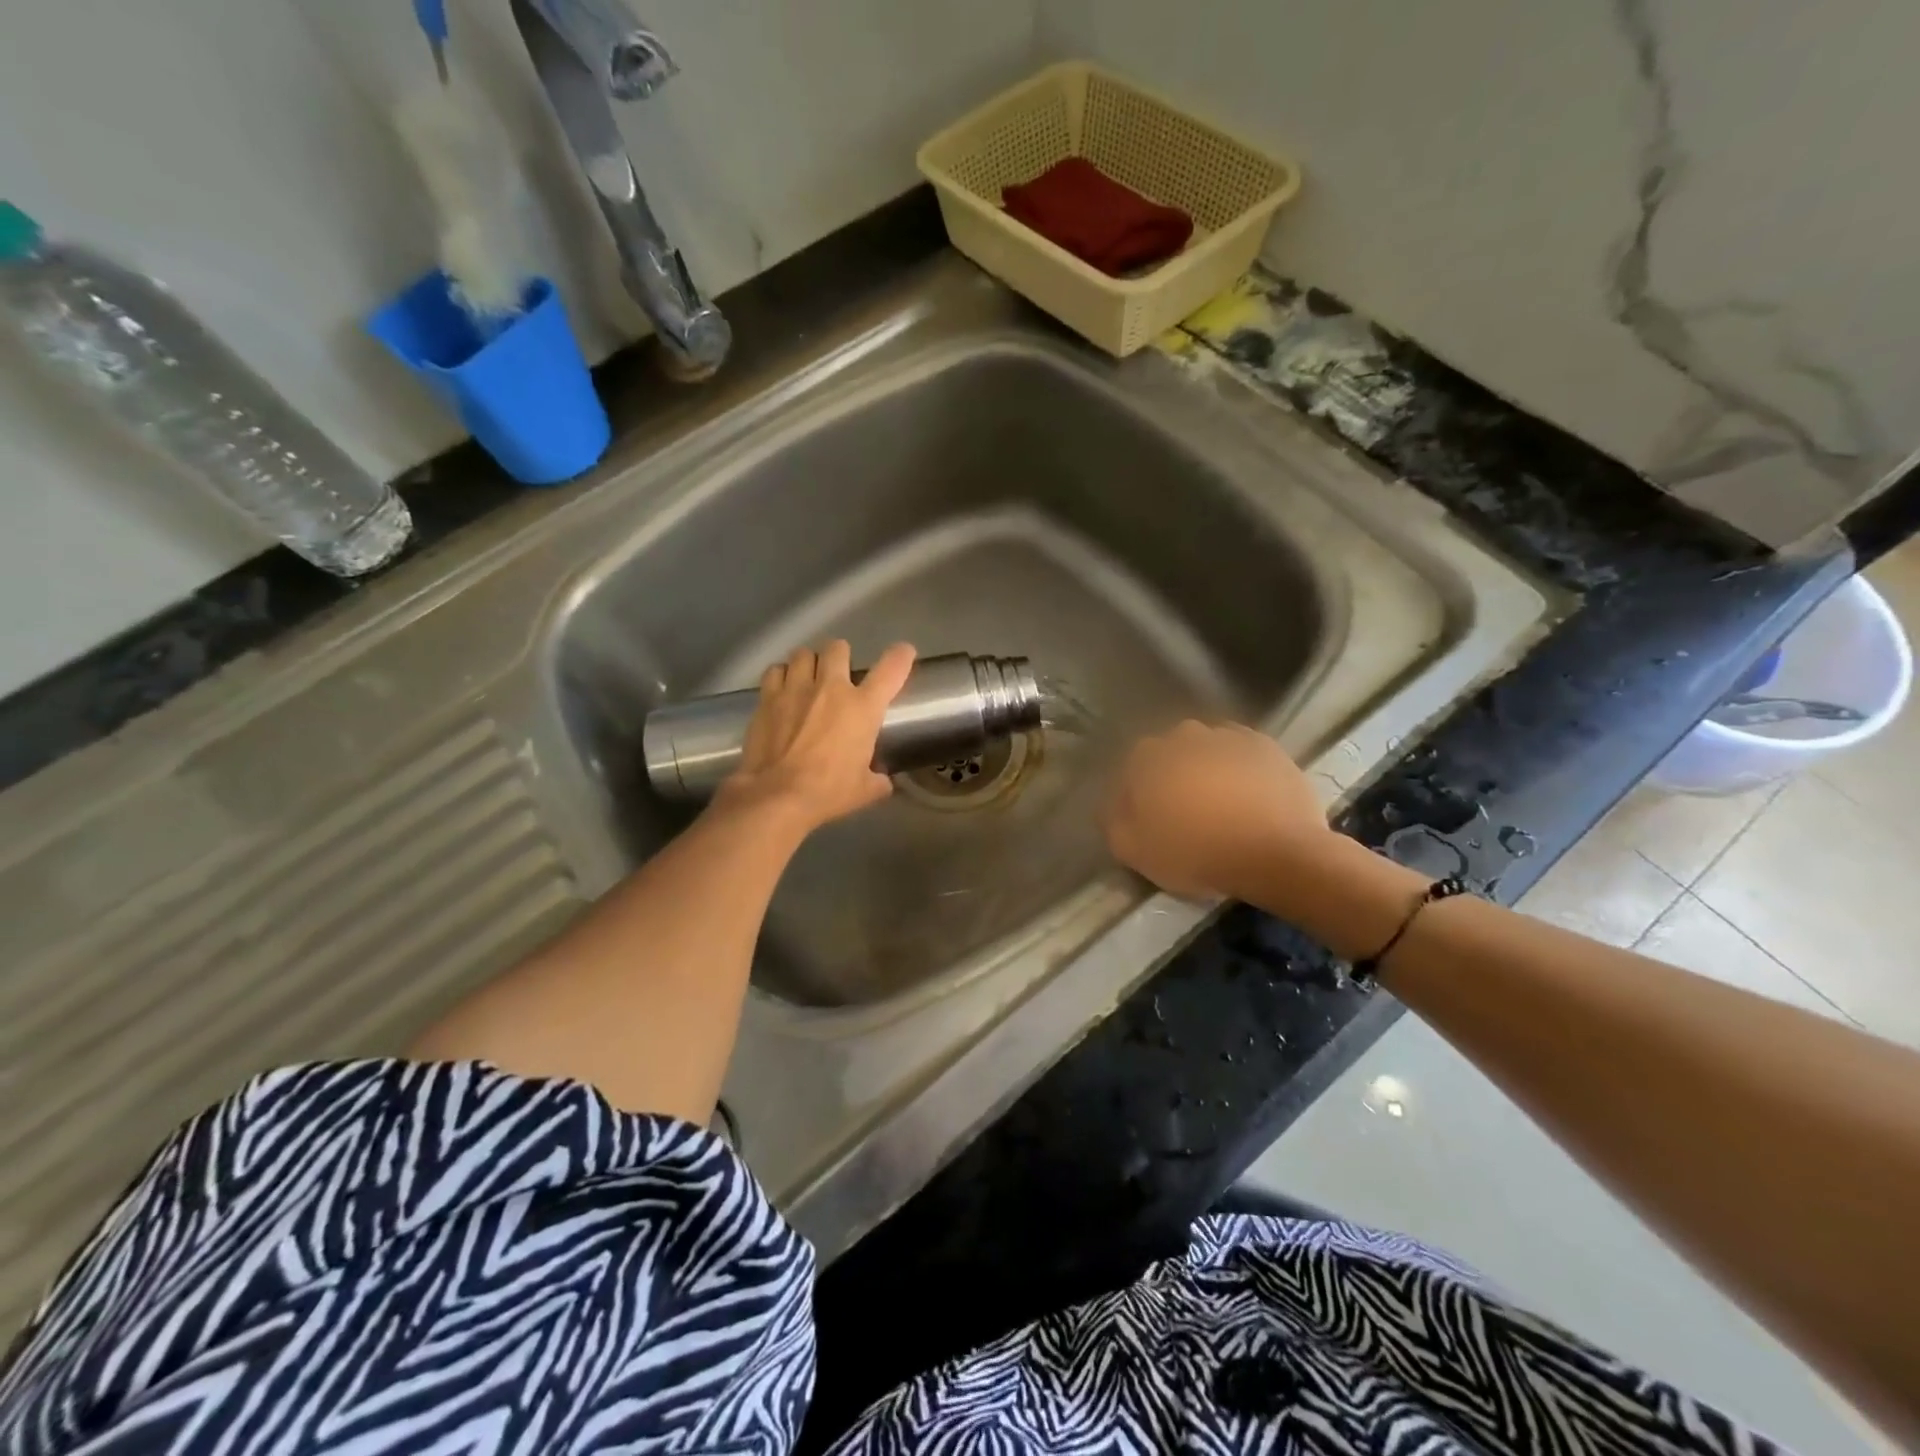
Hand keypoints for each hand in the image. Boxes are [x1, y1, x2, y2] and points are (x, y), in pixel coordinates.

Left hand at [714, 640, 916, 834]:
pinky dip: (781, 676)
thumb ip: (878, 780)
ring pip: (803, 653)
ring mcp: (796, 688)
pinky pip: (776, 671)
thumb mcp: (865, 790)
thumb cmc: (828, 791)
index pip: (891, 668)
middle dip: (840, 656)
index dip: (901, 656)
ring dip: (809, 663)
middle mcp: (830, 688)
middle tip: (839, 673)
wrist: (776, 795)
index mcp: (862, 708)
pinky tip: (782, 689)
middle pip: (838, 648)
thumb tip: (882, 781)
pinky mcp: (767, 697)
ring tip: (808, 678)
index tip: (903, 653)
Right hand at [1102, 720, 1331, 900]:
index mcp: (1148, 756)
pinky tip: (1247, 798)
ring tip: (1220, 807)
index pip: (1133, 770)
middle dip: (1174, 777)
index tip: (1151, 822)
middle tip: (1186, 814)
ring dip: (1207, 771)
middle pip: (1170, 755)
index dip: (1139, 797)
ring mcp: (1228, 736)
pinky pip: (1242, 755)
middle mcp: (1184, 735)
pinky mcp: (1266, 747)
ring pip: (1207, 751)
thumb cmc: (1197, 852)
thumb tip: (1115, 804)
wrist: (1277, 853)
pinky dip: (1240, 771)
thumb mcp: (1134, 851)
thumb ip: (1113, 821)